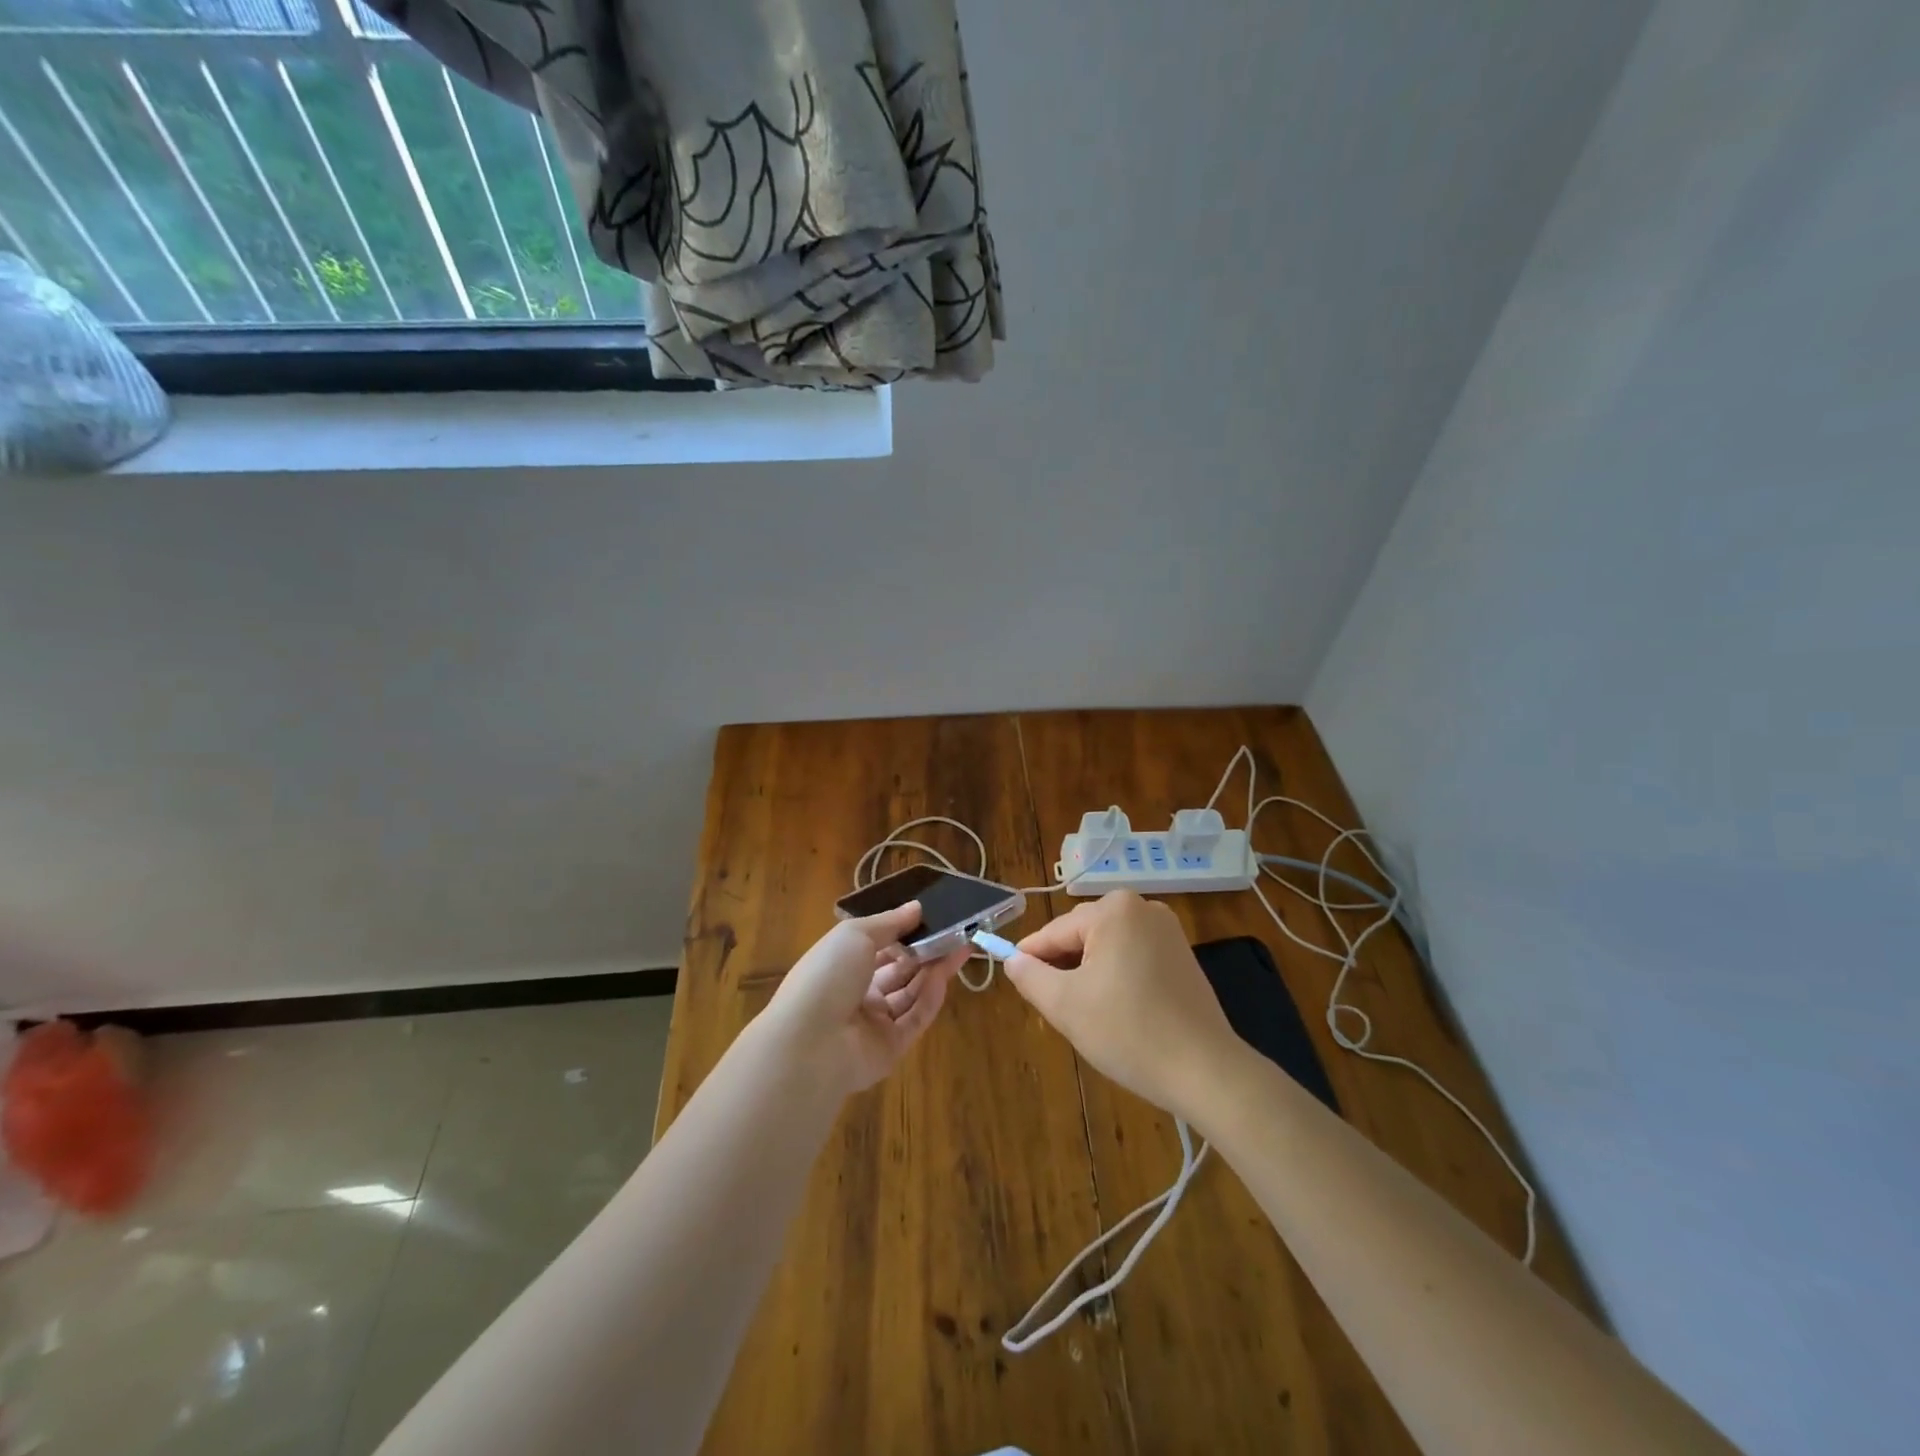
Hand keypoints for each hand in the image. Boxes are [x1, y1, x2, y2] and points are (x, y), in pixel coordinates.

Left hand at [762, 902, 966, 1095]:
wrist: (809, 1042)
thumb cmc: (827, 975)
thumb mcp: (855, 935)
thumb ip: (889, 922)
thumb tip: (917, 907)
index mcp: (843, 964)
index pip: (879, 945)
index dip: (905, 931)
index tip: (932, 916)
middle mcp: (858, 992)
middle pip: (900, 970)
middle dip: (927, 951)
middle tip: (957, 933)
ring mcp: (874, 1022)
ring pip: (911, 993)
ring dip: (934, 971)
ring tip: (961, 948)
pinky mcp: (891, 1048)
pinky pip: (915, 1018)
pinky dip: (930, 998)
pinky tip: (944, 977)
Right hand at [1006, 891, 1242, 1120]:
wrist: (1205, 1070)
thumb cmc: (1129, 1032)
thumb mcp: (1065, 1005)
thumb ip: (1030, 976)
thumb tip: (1012, 960)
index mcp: (1113, 910)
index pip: (1054, 932)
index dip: (1030, 959)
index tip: (1015, 982)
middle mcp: (1142, 907)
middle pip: (1082, 935)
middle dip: (1064, 968)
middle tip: (1055, 1008)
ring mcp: (1167, 930)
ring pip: (1107, 947)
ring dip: (1089, 974)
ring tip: (1086, 1014)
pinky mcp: (1182, 955)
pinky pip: (1132, 956)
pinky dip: (1116, 977)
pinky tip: (1117, 1011)